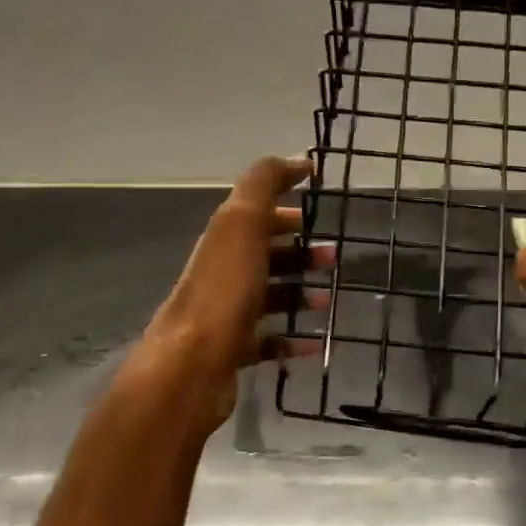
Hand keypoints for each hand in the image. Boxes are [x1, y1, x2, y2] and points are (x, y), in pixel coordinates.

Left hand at [134, 156, 331, 430]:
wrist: (190, 367)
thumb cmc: (223, 292)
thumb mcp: (242, 224)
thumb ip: (262, 185)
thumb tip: (293, 159)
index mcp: (224, 238)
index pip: (256, 208)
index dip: (286, 197)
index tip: (321, 196)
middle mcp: (222, 271)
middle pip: (265, 252)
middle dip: (301, 249)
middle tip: (335, 256)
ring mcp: (225, 312)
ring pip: (269, 294)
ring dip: (300, 292)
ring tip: (329, 300)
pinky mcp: (232, 350)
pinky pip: (268, 339)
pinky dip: (293, 338)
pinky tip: (316, 342)